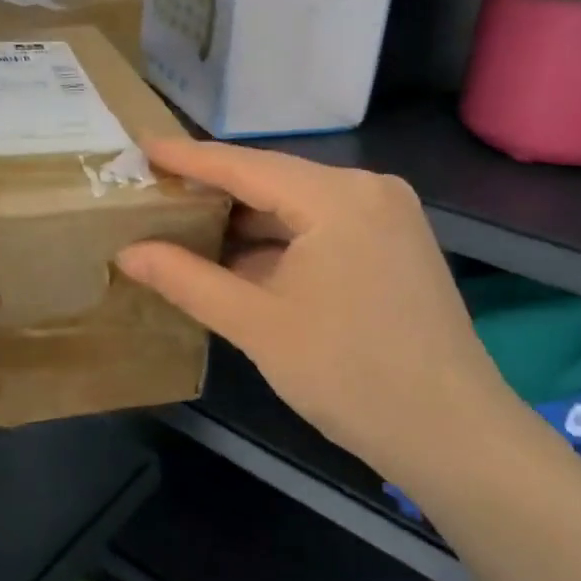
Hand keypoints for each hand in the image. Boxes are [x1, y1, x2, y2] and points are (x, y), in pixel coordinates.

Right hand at [115, 139, 515, 484]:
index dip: (187, 157)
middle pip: (273, 181)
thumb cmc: (349, 374)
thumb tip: (127, 252)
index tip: (141, 143)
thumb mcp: (256, 324)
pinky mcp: (395, 246)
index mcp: (337, 196)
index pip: (244, 166)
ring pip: (297, 206)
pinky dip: (279, 242)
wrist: (454, 436)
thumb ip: (186, 279)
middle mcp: (368, 190)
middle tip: (155, 193)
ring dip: (245, 221)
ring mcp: (388, 217)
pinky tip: (238, 258)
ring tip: (185, 225)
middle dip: (214, 192)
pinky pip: (322, 228)